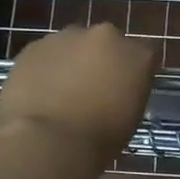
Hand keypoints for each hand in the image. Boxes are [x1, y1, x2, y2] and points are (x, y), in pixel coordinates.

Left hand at [0, 25, 159, 167]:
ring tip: (60, 94)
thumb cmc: (99, 140)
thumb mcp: (131, 117)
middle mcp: (105, 36)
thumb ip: (127, 91)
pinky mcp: (34, 46)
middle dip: (100, 60)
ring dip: (70, 62)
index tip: (126, 89)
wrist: (47, 141)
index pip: (145, 54)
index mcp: (137, 55)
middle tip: (92, 90)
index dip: (133, 71)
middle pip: (106, 43)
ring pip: (72, 46)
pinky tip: (39, 94)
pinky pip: (45, 55)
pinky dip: (44, 69)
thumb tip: (116, 90)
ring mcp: (66, 37)